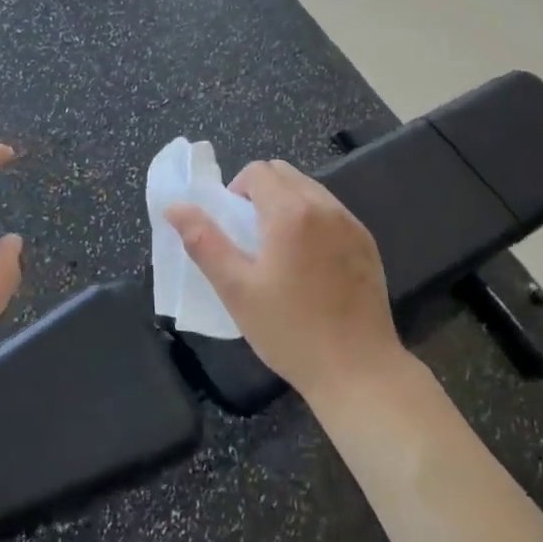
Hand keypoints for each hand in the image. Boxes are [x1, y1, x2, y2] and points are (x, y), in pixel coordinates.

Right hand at [166, 160, 403, 406]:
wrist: (357, 370)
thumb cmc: (290, 331)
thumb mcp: (236, 289)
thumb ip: (204, 241)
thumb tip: (175, 206)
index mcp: (290, 212)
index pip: (258, 171)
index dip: (237, 190)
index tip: (234, 227)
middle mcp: (325, 206)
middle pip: (285, 173)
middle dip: (261, 192)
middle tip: (251, 237)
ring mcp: (351, 223)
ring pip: (310, 189)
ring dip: (287, 203)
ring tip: (279, 250)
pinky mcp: (367, 243)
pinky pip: (332, 212)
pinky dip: (313, 220)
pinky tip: (310, 263)